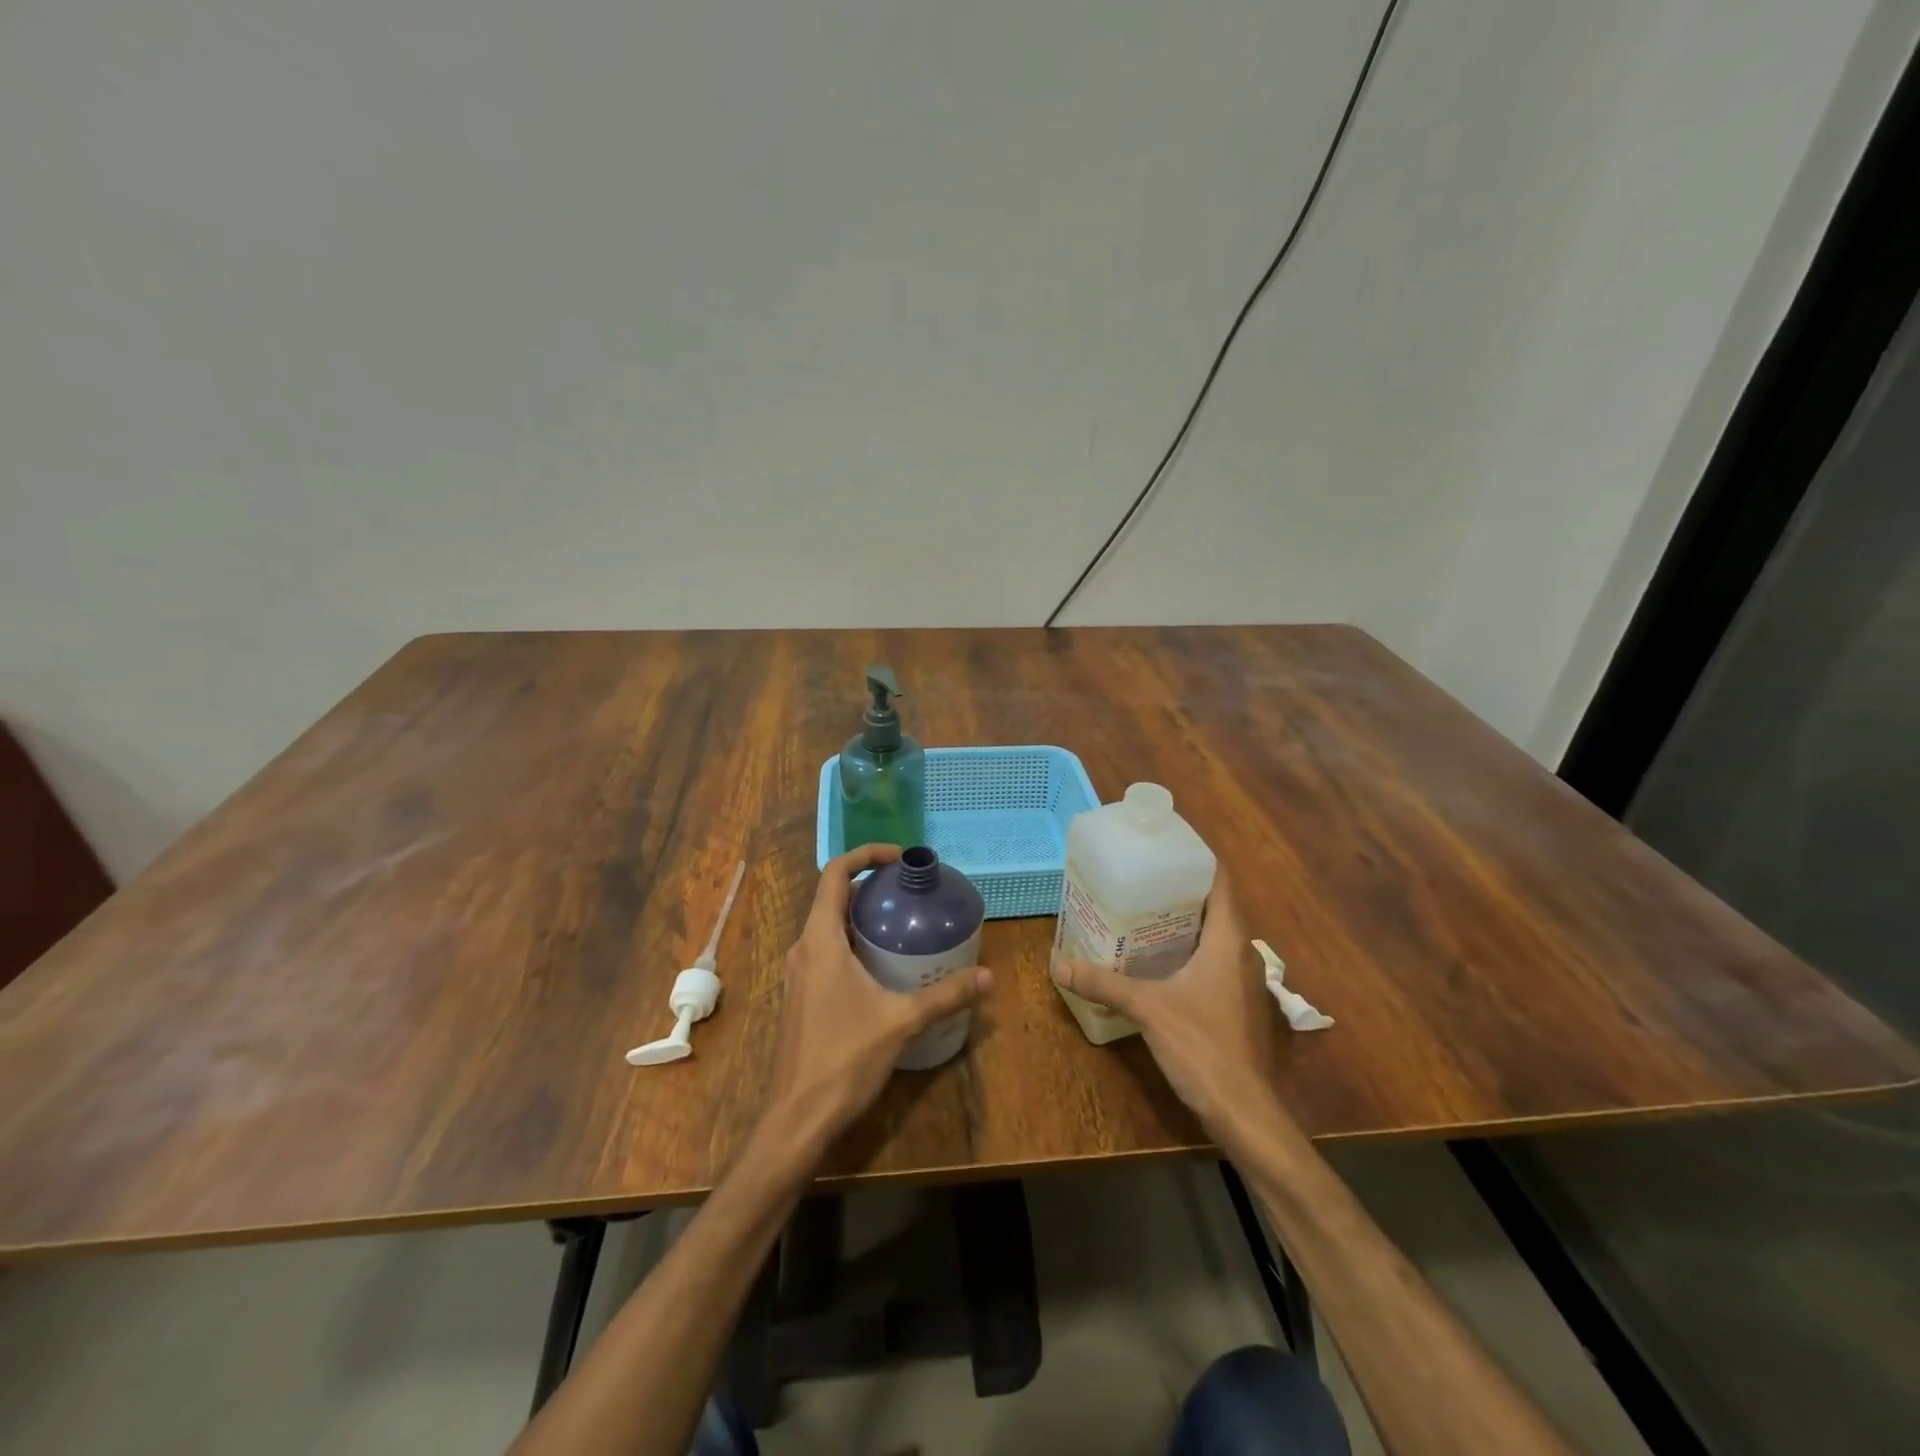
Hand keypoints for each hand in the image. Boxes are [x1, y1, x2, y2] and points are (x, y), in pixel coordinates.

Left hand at [763, 844, 992, 1154]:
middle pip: (832, 897)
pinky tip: (883, 965)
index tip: (900, 858)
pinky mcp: (802, 996)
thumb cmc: (844, 1059)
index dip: (865, 855)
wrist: (797, 1118)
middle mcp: (803, 949)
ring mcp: (799, 974)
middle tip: (910, 890)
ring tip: (902, 922)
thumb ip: (945, 995)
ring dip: (861, 915)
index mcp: (820, 940)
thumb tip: (988, 976)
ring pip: (828, 926)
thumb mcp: (902, 1021)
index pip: (834, 874)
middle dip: (870, 886)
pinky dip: (853, 942)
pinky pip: (827, 951)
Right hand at [1053, 877, 1292, 1149]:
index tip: (1163, 846)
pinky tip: (1156, 958)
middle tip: (1139, 877)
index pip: (1220, 881)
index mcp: (1228, 939)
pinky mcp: (1236, 1002)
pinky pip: (1212, 959)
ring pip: (1214, 934)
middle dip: (1179, 888)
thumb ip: (1104, 983)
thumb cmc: (1203, 1046)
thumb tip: (1060, 963)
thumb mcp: (1148, 1008)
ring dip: (1183, 920)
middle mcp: (1241, 952)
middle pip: (1214, 905)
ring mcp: (1242, 979)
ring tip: (1141, 910)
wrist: (1245, 1111)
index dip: (1197, 858)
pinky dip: (1187, 949)